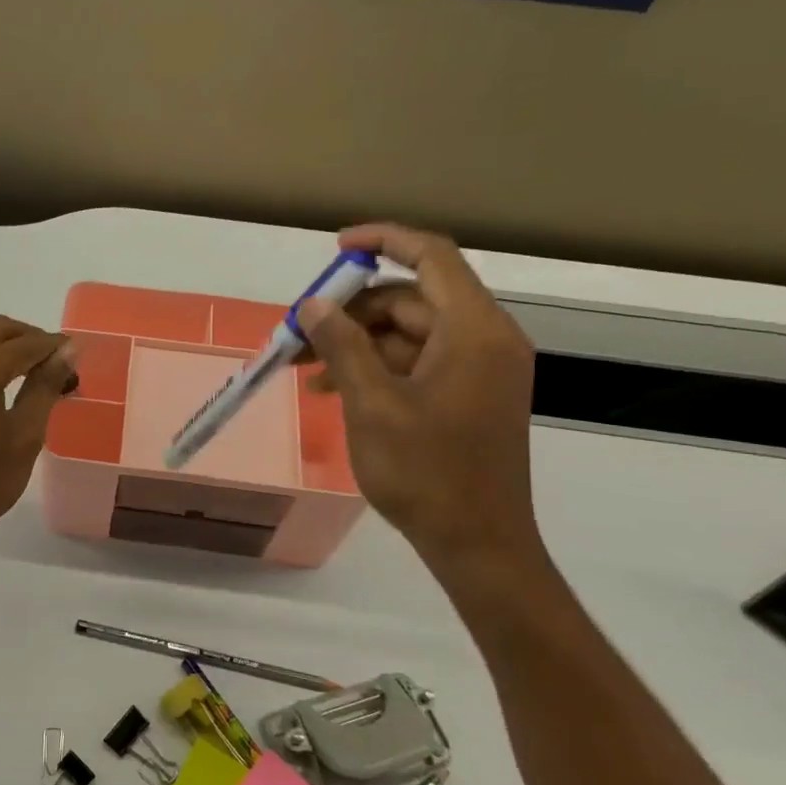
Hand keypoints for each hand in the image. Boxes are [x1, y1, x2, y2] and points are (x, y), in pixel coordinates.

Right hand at [297, 223, 540, 578]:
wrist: (477, 542)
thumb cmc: (426, 472)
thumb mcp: (373, 406)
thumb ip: (343, 347)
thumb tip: (314, 304)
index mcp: (473, 330)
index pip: (431, 256)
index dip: (383, 241)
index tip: (336, 250)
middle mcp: (484, 339)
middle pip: (412, 299)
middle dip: (353, 310)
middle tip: (300, 332)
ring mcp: (479, 369)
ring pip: (409, 333)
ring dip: (357, 343)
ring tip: (305, 369)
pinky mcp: (469, 395)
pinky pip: (418, 362)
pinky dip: (377, 368)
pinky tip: (333, 389)